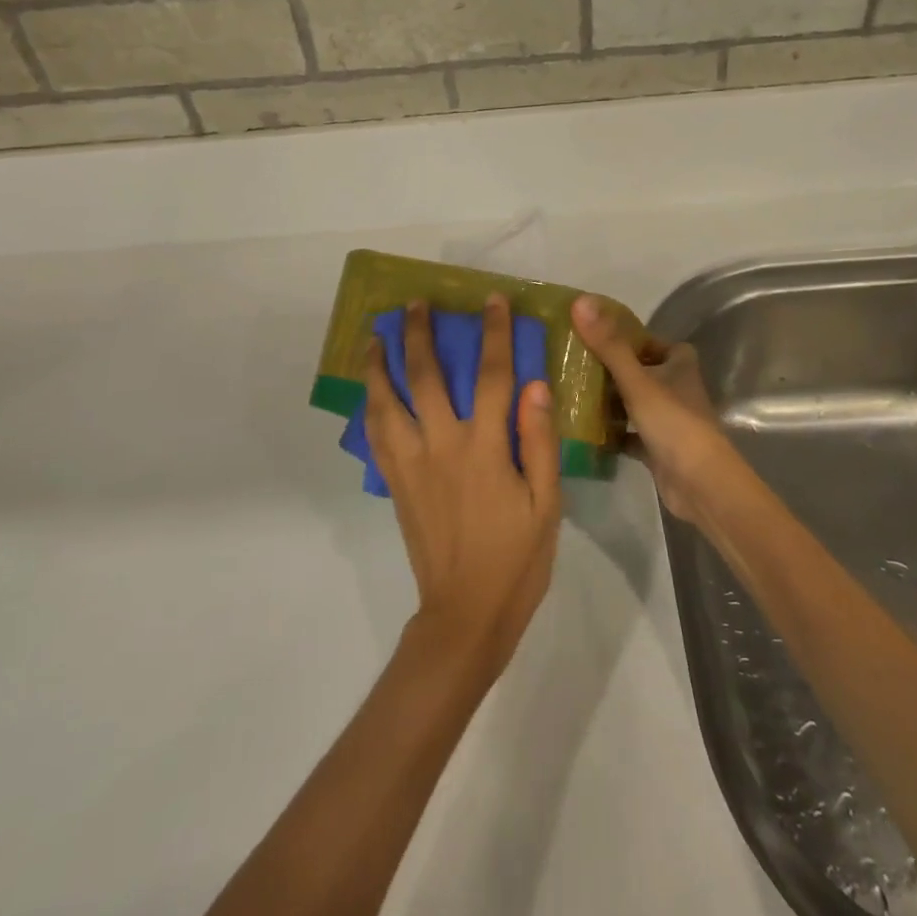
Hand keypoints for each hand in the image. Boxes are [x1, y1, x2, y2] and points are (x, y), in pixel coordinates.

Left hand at [364, 297, 561, 678]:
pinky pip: (376, 435)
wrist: (465, 614)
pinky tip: (369, 391)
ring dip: (379, 365)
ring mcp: (411, 464)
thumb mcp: (547, 504)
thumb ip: (539, 441)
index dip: (494, 334)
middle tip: (414, 304)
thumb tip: (535, 384)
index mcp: (484, 449)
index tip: (492, 302)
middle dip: (419, 334)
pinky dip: (370, 406)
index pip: (492, 376)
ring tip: (373, 336)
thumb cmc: (516, 559)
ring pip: (387, 402)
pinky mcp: (396, 483)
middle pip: (426, 377)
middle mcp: (441, 446)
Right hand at [572, 295, 742, 528]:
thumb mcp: (636, 380)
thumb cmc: (673, 422)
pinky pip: (630, 434)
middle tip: (574, 363)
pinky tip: (585, 430)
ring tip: (572, 392)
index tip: (595, 336)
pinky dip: (612, 433)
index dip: (628, 337)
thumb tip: (580, 301)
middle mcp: (676, 388)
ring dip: (610, 400)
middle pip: (640, 370)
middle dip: (611, 369)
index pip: (652, 341)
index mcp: (679, 364)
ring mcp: (668, 420)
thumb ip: (608, 344)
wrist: (700, 484)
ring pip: (634, 402)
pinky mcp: (659, 448)